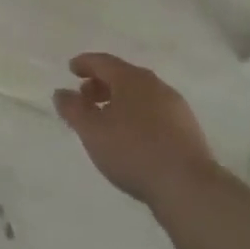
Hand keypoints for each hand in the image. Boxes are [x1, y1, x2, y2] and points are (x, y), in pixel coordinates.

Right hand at [53, 52, 217, 209]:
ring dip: (120, 101)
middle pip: (124, 76)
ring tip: (106, 120)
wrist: (187, 185)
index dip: (85, 63)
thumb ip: (73, 109)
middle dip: (101, 84)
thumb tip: (62, 92)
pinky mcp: (187, 130)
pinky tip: (132, 136)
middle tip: (85, 97)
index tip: (71, 69)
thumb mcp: (92, 131)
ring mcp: (176, 107)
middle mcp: (156, 86)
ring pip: (141, 95)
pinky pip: (155, 113)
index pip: (104, 62)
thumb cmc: (133, 151)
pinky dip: (137, 115)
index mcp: (132, 79)